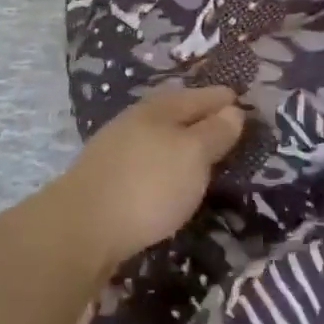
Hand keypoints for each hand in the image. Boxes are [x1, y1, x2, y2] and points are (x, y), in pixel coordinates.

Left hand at [46, 86, 244, 271]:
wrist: (80, 227)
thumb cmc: (147, 185)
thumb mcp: (192, 156)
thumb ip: (214, 133)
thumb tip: (233, 110)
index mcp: (160, 108)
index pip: (200, 96)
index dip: (223, 99)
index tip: (243, 102)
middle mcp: (136, 120)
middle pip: (175, 111)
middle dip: (200, 115)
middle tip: (226, 125)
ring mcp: (116, 147)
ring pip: (158, 134)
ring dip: (180, 140)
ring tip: (201, 153)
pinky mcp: (106, 176)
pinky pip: (145, 158)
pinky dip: (163, 161)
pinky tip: (167, 177)